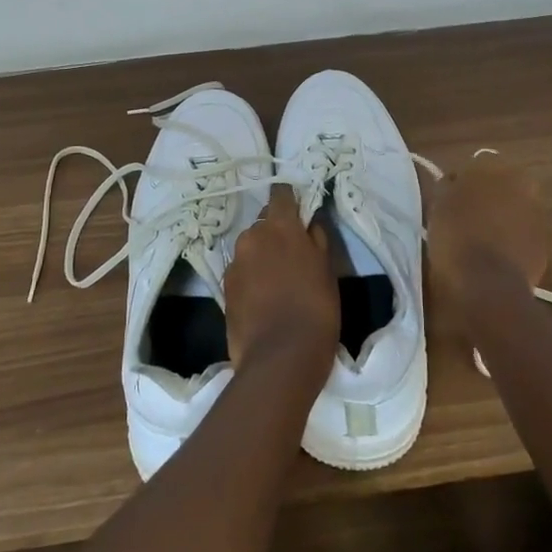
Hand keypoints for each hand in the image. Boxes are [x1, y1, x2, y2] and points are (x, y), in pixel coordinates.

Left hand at [225, 187, 338, 377]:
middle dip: (275, 232)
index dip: (289, 199)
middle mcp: (252, 236)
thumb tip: (309, 224)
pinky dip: (250, 277)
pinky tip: (263, 299)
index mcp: (280, 226)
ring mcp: (234, 262)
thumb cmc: (316, 309)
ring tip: (277, 282)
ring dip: (261, 255)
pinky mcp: (224, 287)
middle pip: (263, 222)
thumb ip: (316, 240)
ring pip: (250, 248)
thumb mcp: (327, 270)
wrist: (280, 358)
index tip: (297, 210)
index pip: (280, 194)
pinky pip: (240, 271)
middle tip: (292, 255)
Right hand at [427, 157, 549, 337]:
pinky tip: (495, 257)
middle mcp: (520, 182)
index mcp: (491, 166)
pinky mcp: (544, 242)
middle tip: (466, 219)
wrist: (486, 283)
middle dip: (487, 198)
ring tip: (481, 241)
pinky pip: (523, 235)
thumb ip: (448, 186)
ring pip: (514, 209)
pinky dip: (512, 241)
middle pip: (500, 186)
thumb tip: (454, 182)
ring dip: (502, 219)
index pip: (475, 166)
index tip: (451, 200)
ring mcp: (536, 213)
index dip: (462, 183)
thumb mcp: (437, 204)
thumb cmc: (454, 236)